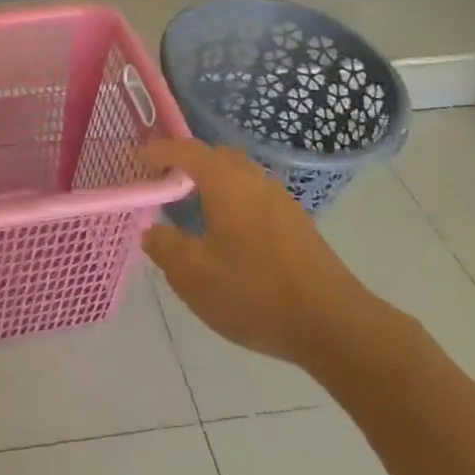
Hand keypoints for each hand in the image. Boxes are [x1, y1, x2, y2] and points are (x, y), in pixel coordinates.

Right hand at [140, 138, 383, 371]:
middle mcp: (255, 180)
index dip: (162, 151)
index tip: (141, 158)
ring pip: (242, 177)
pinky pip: (257, 197)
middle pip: (218, 157)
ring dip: (216, 182)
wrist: (333, 324)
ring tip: (196, 207)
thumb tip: (152, 230)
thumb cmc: (254, 291)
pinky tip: (230, 234)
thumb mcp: (193, 275)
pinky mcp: (298, 226)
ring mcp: (282, 202)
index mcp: (226, 182)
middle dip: (191, 162)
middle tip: (168, 181)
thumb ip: (165, 247)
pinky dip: (236, 202)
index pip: (188, 150)